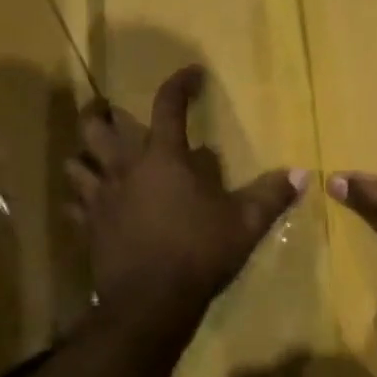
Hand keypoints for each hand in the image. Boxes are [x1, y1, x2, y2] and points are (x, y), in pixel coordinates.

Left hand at [66, 65, 305, 334]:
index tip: (192, 74)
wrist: (150, 302)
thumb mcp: (245, 223)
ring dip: (83, 154)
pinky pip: (75, 204)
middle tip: (107, 107)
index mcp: (164, 157)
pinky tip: (87, 203)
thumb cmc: (200, 252)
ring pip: (76, 163)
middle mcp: (126, 168)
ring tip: (92, 154)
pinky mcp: (89, 227)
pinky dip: (78, 199)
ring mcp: (101, 198)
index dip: (180, 83)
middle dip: (100, 112)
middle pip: (98, 127)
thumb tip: (301, 174)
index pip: (169, 105)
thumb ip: (271, 195)